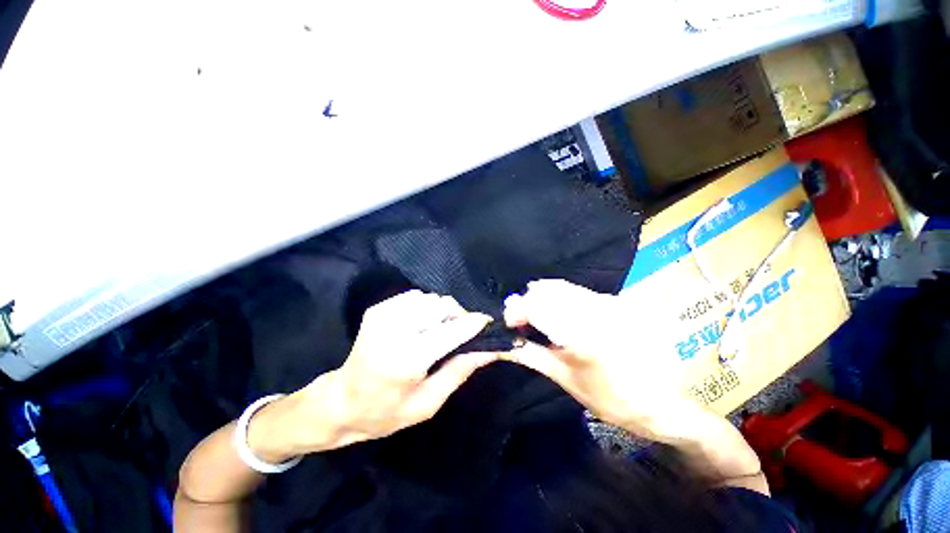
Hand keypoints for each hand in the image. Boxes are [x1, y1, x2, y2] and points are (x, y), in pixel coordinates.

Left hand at [251, 290, 496, 459]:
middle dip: (458, 316)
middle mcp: (395, 330)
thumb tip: (489, 350)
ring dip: (442, 311)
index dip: (475, 324)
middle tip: (459, 333)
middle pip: (443, 305)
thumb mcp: (428, 404)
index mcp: (408, 359)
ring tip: (439, 331)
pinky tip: (421, 325)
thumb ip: (459, 371)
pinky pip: (416, 296)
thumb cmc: (385, 412)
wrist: (340, 401)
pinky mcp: (378, 308)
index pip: (452, 330)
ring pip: (431, 298)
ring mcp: (384, 314)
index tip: (487, 323)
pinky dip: (426, 307)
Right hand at [503, 280, 695, 440]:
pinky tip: (559, 315)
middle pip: (547, 290)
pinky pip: (577, 291)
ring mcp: (610, 301)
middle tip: (521, 322)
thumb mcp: (565, 378)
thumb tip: (502, 342)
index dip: (515, 311)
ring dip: (542, 299)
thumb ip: (531, 354)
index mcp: (584, 335)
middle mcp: (598, 310)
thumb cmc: (610, 399)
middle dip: (527, 303)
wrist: (662, 403)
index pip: (537, 307)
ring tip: (538, 318)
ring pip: (561, 286)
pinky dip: (560, 299)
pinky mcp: (616, 300)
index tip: (506, 322)